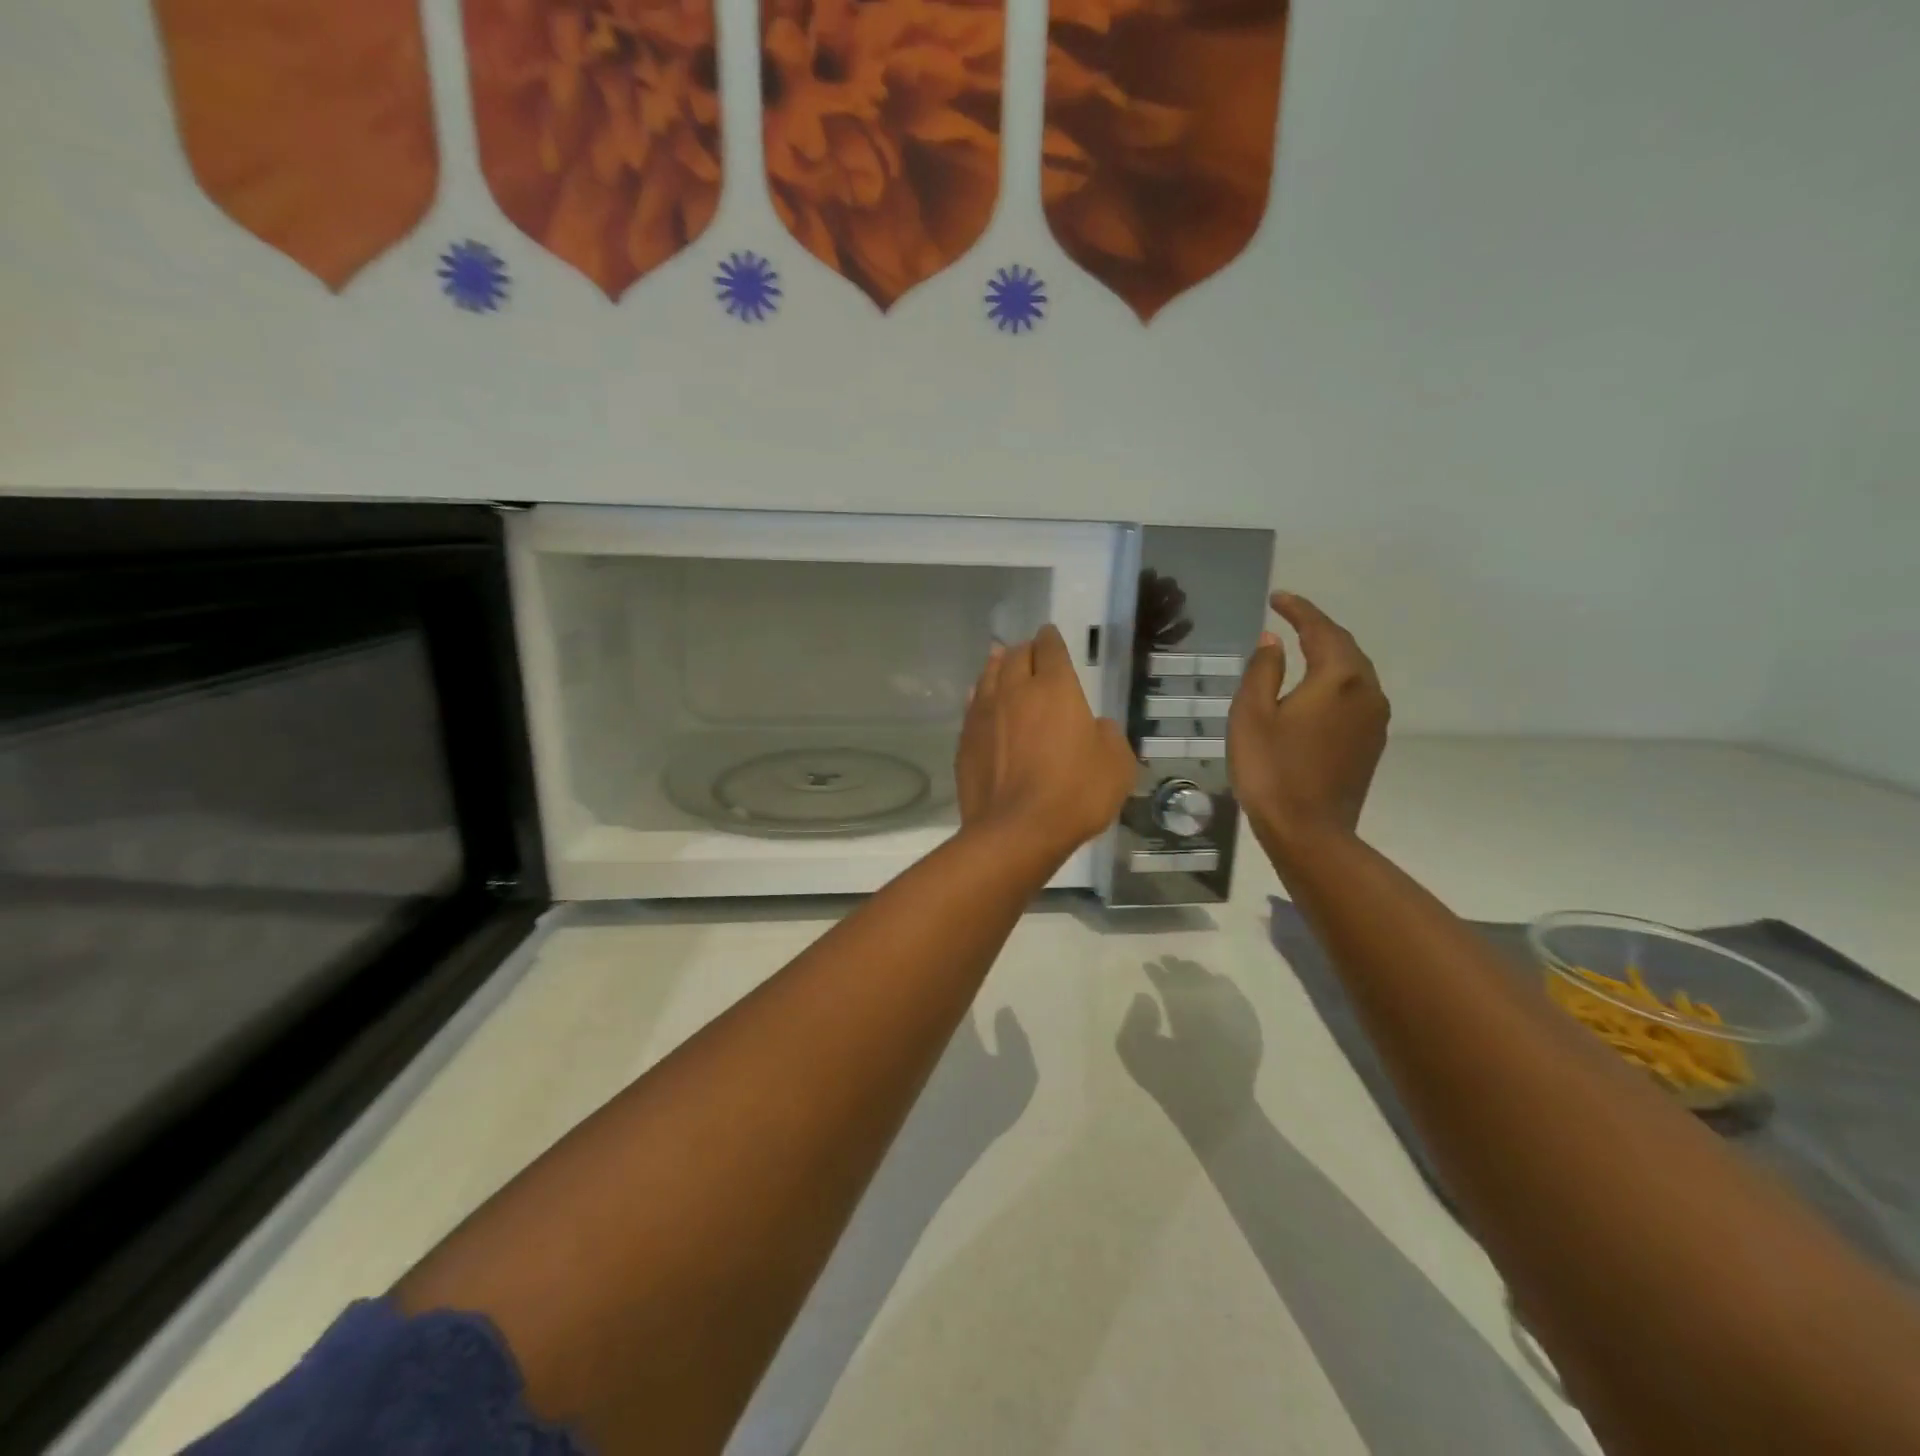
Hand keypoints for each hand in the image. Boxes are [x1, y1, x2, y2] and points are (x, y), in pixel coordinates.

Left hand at [956, 625, 1134, 861]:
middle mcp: (1014, 691)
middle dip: (1024, 650)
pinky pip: (972, 706)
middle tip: (1029, 651)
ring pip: (988, 676)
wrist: (1016, 830)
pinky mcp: (965, 740)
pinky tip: (980, 699)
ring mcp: (984, 715)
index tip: (1049, 635)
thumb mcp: (1116, 765)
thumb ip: (1107, 735)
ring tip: (1000, 660)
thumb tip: (1095, 727)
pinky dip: (980, 696)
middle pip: (1014, 656)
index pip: (1050, 649)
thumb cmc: (1075, 794)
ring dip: (997, 665)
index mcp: (1055, 688)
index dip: (1051, 639)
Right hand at [1118, 958, 1263, 1148]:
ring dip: (1201, 975)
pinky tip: (1219, 985)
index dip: (1158, 972)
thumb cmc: (1176, 1088)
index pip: (1171, 982)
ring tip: (1189, 970)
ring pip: (1218, 984)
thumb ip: (1135, 1022)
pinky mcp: (1250, 1030)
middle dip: (1180, 968)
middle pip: (1196, 978)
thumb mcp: (1139, 1059)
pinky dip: (1225, 988)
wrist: (1220, 1117)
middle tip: (1167, 961)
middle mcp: (1214, 1008)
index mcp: (1187, 1013)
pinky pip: (1238, 998)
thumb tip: (1144, 997)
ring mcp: (1236, 1018)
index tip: (1148, 965)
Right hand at [1228, 592, 1388, 849]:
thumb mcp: (1251, 715)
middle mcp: (1367, 691)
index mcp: (1339, 678)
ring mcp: (1375, 720)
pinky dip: (1335, 681)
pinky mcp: (1371, 743)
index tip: (1277, 597)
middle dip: (1317, 628)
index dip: (1299, 610)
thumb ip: (1262, 670)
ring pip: (1354, 672)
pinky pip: (1356, 696)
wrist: (1309, 832)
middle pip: (1344, 647)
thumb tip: (1273, 641)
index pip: (1320, 629)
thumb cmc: (1271, 770)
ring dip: (1329, 654)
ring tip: (1301, 647)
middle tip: (1288, 618)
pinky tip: (1315, 690)